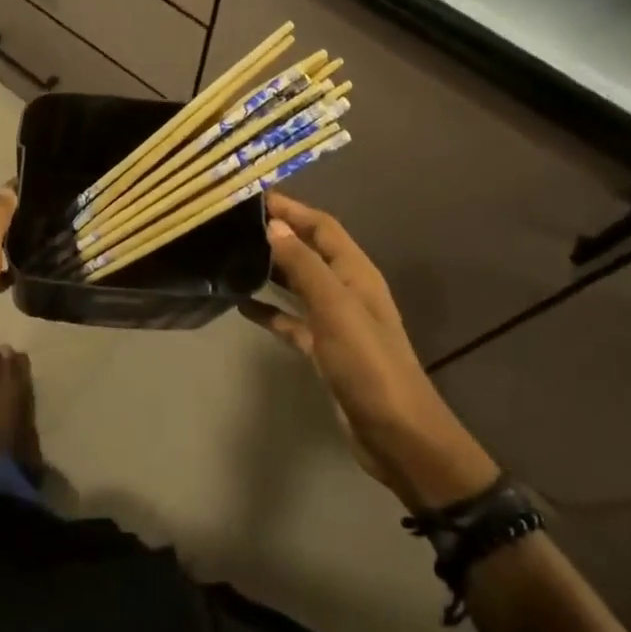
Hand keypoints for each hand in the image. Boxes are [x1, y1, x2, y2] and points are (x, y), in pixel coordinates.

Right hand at [248, 193, 497, 509]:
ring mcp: (336, 321)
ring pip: (299, 284)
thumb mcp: (334, 308)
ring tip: (234, 256)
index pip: (322, 226)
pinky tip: (242, 306)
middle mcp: (347, 290)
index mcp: (356, 273)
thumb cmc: (367, 363)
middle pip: (310, 250)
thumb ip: (304, 265)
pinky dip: (270, 310)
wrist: (396, 434)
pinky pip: (292, 320)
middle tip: (236, 223)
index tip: (255, 196)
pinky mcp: (324, 350)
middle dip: (279, 233)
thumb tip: (274, 225)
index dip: (293, 209)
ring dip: (272, 269)